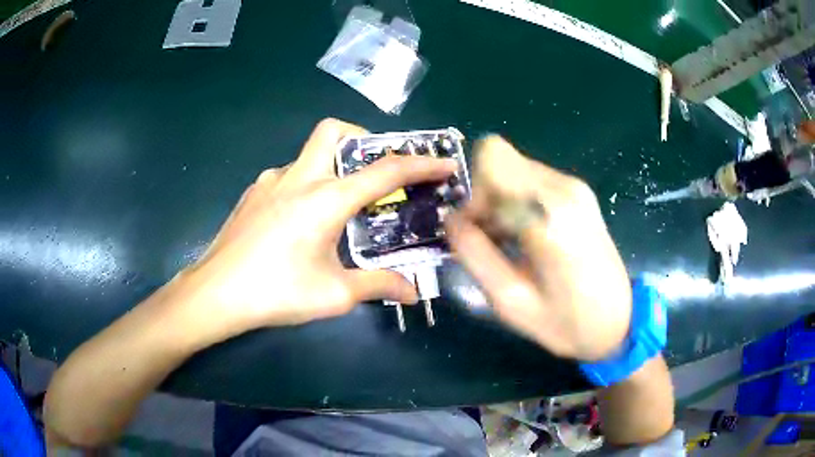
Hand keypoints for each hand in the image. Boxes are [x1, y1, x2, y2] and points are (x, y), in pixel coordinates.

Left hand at [180, 119, 457, 339]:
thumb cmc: (275, 292)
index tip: (443, 163)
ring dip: (333, 168)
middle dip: (364, 140)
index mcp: (325, 199)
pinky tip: (301, 222)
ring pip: (310, 154)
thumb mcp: (334, 294)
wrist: (215, 293)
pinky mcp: (253, 193)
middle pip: (335, 131)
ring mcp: (271, 181)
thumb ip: (378, 285)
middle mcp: (298, 177)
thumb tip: (412, 291)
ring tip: (339, 207)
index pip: (385, 171)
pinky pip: (289, 176)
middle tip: (374, 173)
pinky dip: (307, 186)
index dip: (421, 164)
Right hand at [445, 136, 630, 360]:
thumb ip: (473, 254)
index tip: (480, 230)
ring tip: (513, 243)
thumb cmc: (565, 322)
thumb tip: (451, 219)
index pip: (492, 158)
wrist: (619, 322)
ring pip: (514, 169)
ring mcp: (575, 186)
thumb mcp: (509, 300)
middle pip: (500, 161)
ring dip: (502, 202)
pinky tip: (529, 236)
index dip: (474, 190)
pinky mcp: (579, 192)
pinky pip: (532, 181)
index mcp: (548, 213)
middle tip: (494, 241)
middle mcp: (563, 188)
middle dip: (485, 198)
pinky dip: (519, 203)